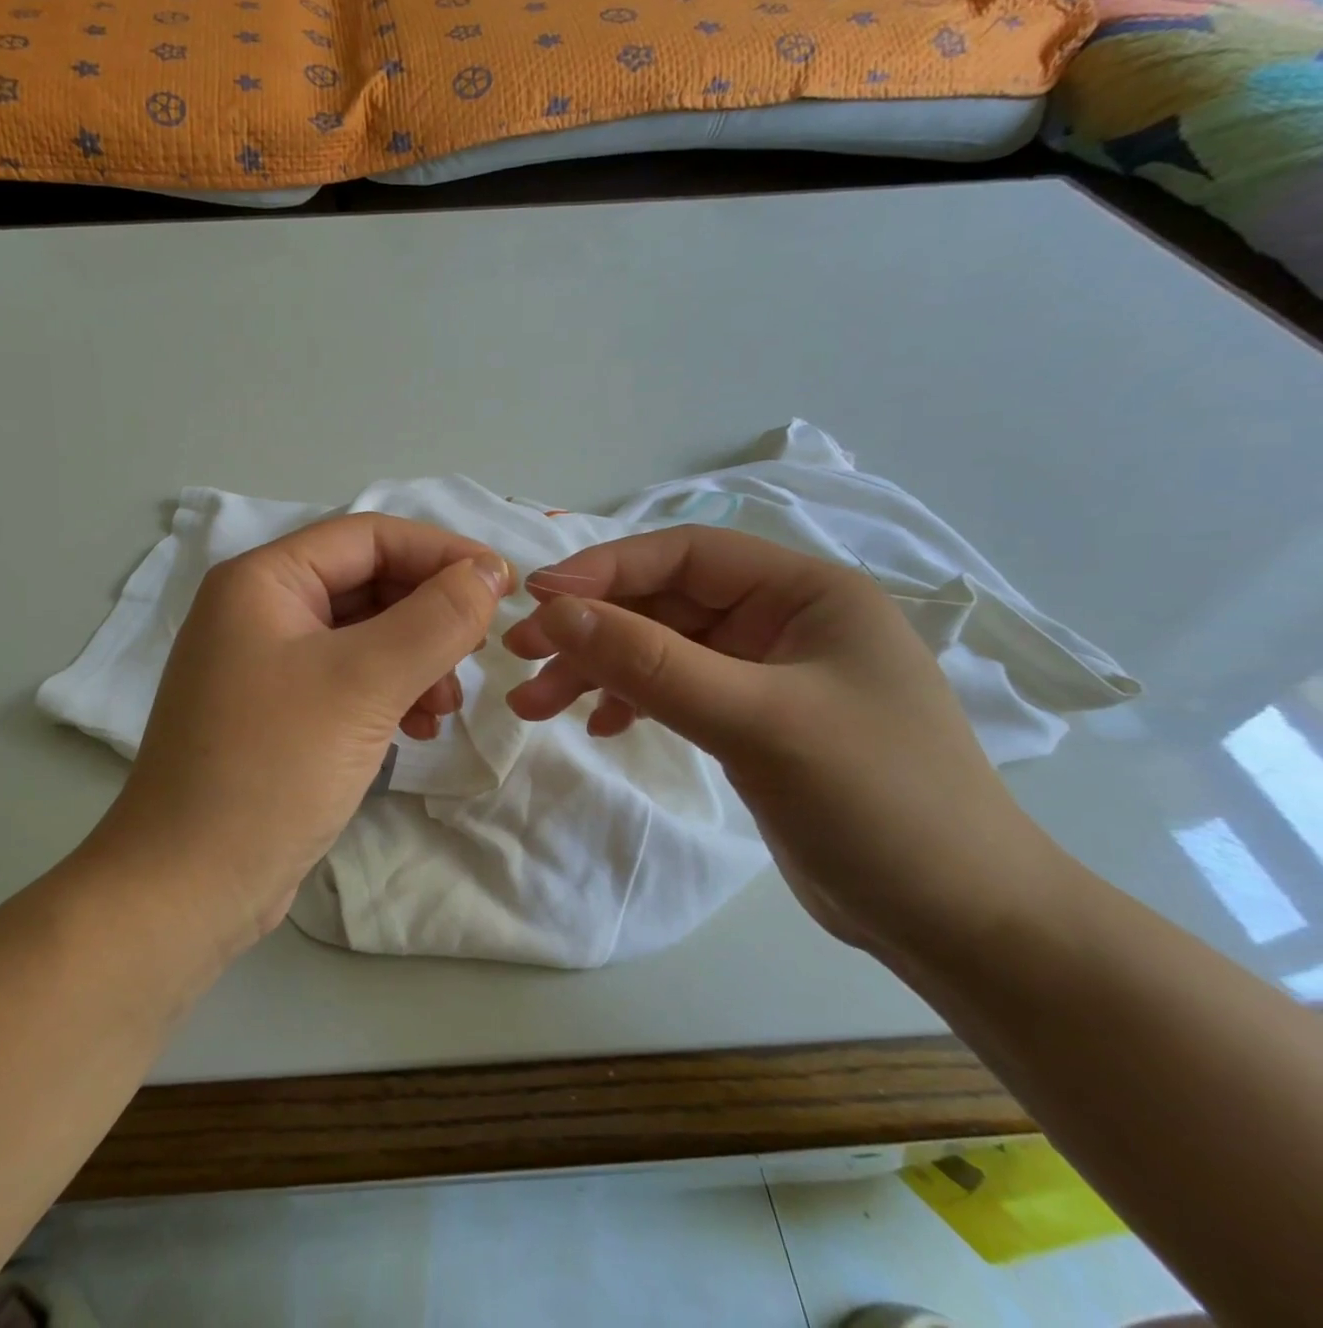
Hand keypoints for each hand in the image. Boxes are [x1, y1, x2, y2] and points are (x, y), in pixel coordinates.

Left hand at [102, 513, 511, 946]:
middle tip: (476, 652)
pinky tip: (418, 727)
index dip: (441, 552)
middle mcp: (259, 611)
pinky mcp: (278, 713)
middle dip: (428, 615)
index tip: (503, 584)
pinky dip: (389, 693)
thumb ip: (435, 619)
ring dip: (416, 659)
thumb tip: (487, 571)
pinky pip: (348, 681)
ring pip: (363, 636)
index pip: (369, 536)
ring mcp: (266, 665)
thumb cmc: (273, 767)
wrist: (189, 885)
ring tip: (446, 704)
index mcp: (263, 581)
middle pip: (367, 584)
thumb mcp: (364, 683)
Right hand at [502, 525, 1064, 959]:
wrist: (960, 924)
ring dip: (598, 671)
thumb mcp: (756, 721)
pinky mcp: (753, 721)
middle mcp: (784, 621)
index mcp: (806, 593)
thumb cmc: (877, 802)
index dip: (605, 569)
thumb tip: (553, 611)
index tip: (536, 600)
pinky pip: (674, 691)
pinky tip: (602, 726)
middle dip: (591, 630)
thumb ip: (650, 662)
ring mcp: (767, 673)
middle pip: (663, 605)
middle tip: (519, 658)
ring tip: (535, 705)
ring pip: (660, 650)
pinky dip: (631, 701)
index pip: (685, 555)